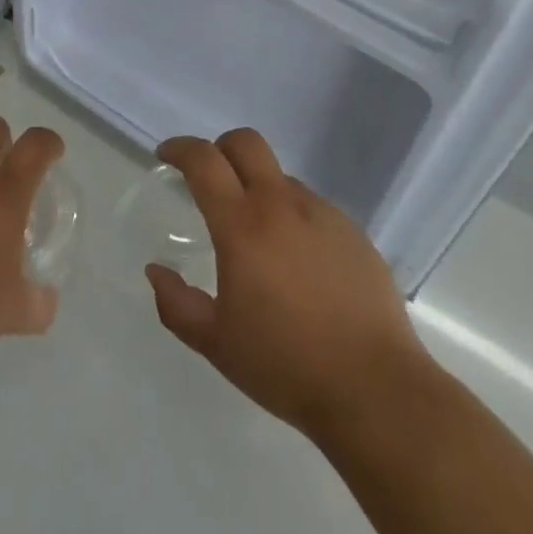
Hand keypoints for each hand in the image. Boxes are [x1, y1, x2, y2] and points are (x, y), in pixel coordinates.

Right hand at [146, 129, 426, 440]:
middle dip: (220, 148)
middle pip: (246, 142)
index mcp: (242, 225)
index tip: (166, 155)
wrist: (376, 391)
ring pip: (280, 177)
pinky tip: (299, 263)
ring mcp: (322, 214)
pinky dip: (293, 218)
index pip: (204, 160)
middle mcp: (281, 205)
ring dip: (259, 189)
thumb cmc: (286, 366)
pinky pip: (312, 207)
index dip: (180, 148)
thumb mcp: (216, 344)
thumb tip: (156, 270)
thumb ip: (177, 304)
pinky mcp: (353, 231)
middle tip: (210, 178)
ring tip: (259, 239)